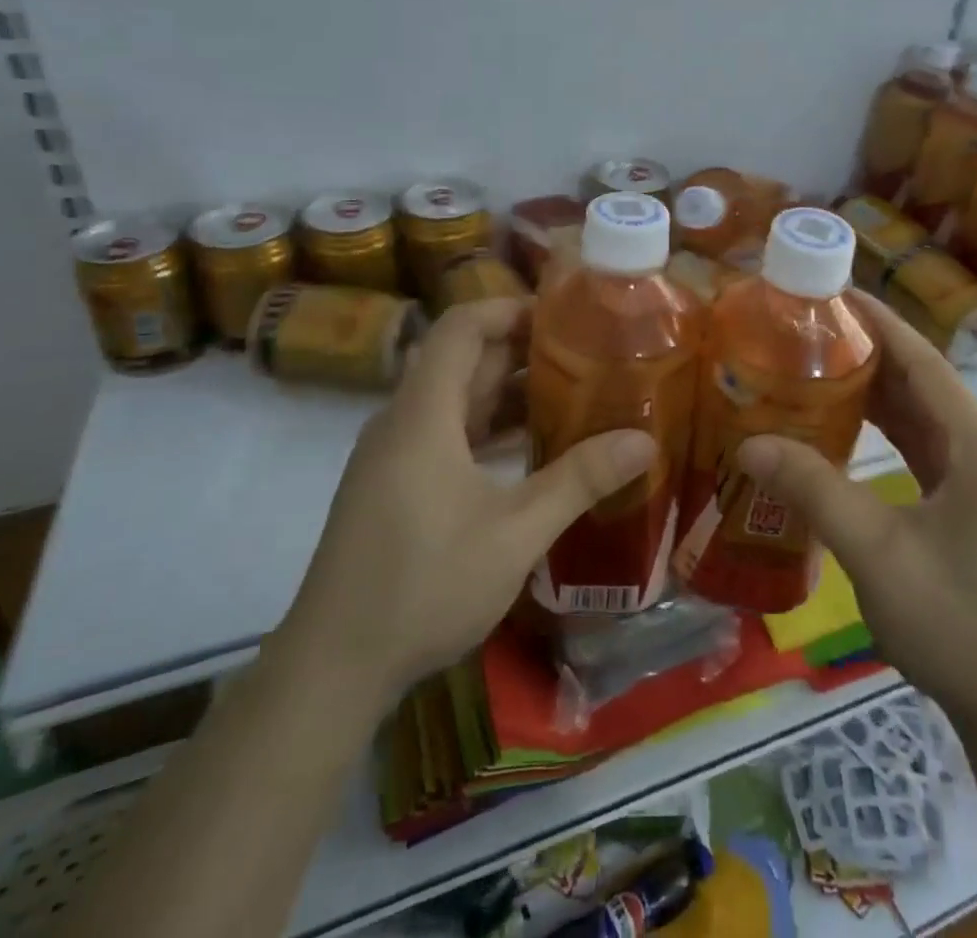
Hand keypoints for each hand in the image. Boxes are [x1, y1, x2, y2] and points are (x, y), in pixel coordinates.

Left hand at [283, 299, 653, 696]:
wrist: (333, 667)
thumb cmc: (424, 585)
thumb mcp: (515, 532)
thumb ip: (579, 480)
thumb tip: (644, 441)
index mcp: (423, 414)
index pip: (461, 326)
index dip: (509, 309)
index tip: (564, 316)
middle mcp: (403, 422)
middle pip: (461, 360)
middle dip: (521, 351)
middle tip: (586, 355)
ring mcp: (394, 456)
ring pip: (454, 400)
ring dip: (506, 393)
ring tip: (571, 394)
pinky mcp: (394, 486)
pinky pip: (445, 434)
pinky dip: (487, 429)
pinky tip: (530, 450)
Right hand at [737, 293, 976, 720]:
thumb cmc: (958, 625)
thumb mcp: (876, 552)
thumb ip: (814, 490)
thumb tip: (749, 442)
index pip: (924, 362)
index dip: (880, 322)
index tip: (834, 291)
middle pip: (923, 383)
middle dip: (869, 351)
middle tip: (808, 329)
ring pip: (923, 415)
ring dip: (876, 389)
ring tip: (817, 364)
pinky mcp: (972, 505)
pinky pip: (924, 447)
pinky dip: (886, 429)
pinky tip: (846, 424)